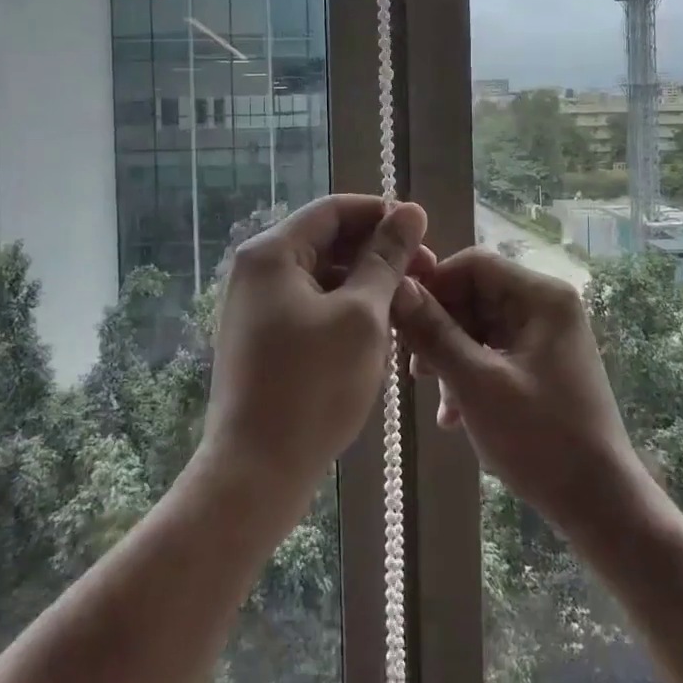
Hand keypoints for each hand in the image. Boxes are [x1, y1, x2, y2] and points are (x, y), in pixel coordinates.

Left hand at [203, 194, 428, 509]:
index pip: (334, 209)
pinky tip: (379, 334)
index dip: (383, 215)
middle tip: (427, 276)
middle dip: (378, 253)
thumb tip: (410, 211)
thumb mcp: (362, 315)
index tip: (426, 236)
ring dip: (367, 284)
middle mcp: (257, 270)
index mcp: (272, 252)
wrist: (256, 473)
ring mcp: (256, 306)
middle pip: (327, 241)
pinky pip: (311, 306)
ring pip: (323, 276)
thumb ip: (387, 258)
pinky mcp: (263, 338)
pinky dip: (346, 310)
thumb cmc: (313, 386)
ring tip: (409, 307)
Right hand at [393, 249, 647, 530]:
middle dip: (440, 327)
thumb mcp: (477, 384)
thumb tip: (397, 288)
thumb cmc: (541, 438)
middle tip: (413, 368)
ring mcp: (545, 336)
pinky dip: (469, 373)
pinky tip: (453, 415)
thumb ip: (434, 333)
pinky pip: (493, 351)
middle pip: (475, 294)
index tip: (400, 318)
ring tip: (433, 394)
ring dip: (450, 355)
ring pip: (479, 325)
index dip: (433, 285)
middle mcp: (546, 306)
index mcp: (541, 297)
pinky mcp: (541, 364)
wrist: (599, 504)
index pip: (474, 264)